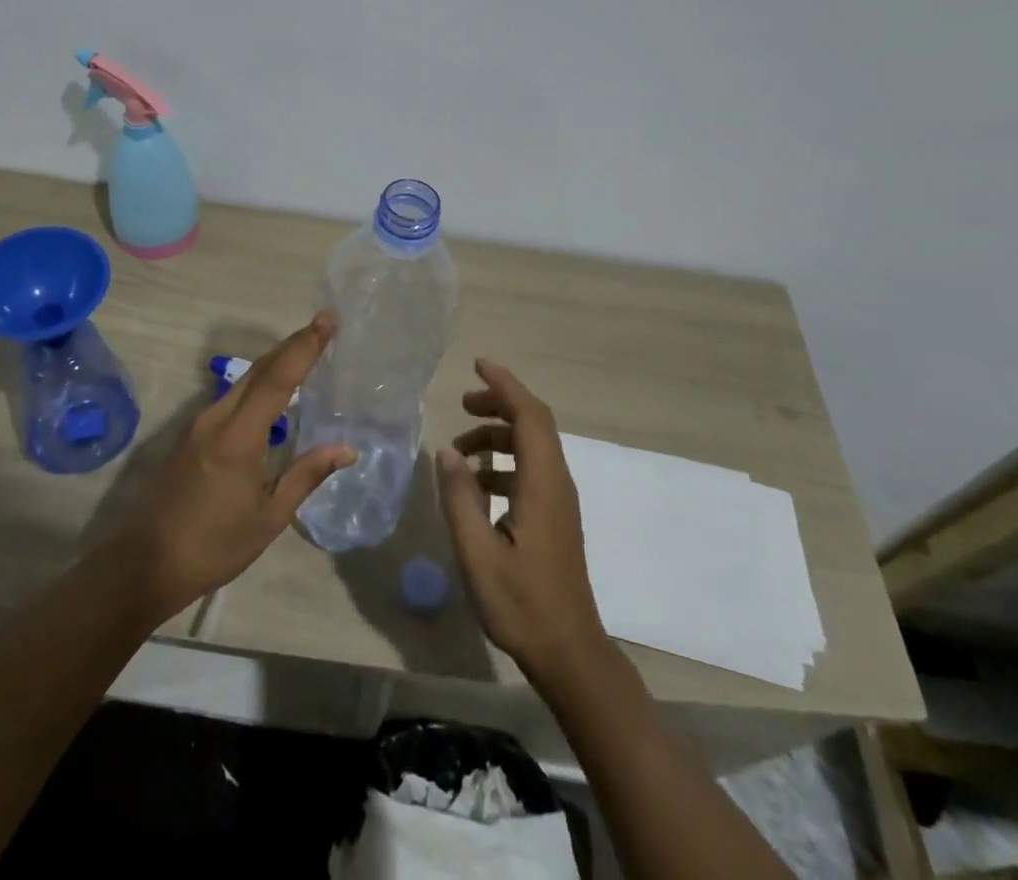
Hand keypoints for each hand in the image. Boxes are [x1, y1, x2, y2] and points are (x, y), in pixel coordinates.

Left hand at [107, 312, 353, 622]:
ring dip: (274, 363)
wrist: (143, 564)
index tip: (327, 319)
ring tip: (304, 353)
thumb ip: (306, 475)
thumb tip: (347, 449)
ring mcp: (198, 425)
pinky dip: (256, 385)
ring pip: (242, 382)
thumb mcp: (269, 518)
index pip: (278, 378)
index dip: (305, 346)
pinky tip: (271, 394)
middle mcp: (216, 419)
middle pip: (258, 370)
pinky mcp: (189, 436)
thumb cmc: (213, 546)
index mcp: (239, 436)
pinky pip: (230, 398)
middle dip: (292, 344)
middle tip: (322, 326)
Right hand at [437, 359, 607, 680]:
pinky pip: (530, 470)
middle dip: (499, 404)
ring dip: (498, 435)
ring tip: (460, 449)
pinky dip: (503, 461)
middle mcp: (556, 483)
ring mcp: (559, 501)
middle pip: (534, 424)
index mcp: (542, 484)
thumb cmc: (522, 603)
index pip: (529, 415)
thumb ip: (460, 497)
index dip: (505, 385)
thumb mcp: (477, 553)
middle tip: (462, 403)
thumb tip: (447, 450)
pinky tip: (477, 484)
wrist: (569, 653)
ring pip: (532, 447)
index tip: (478, 365)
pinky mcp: (554, 518)